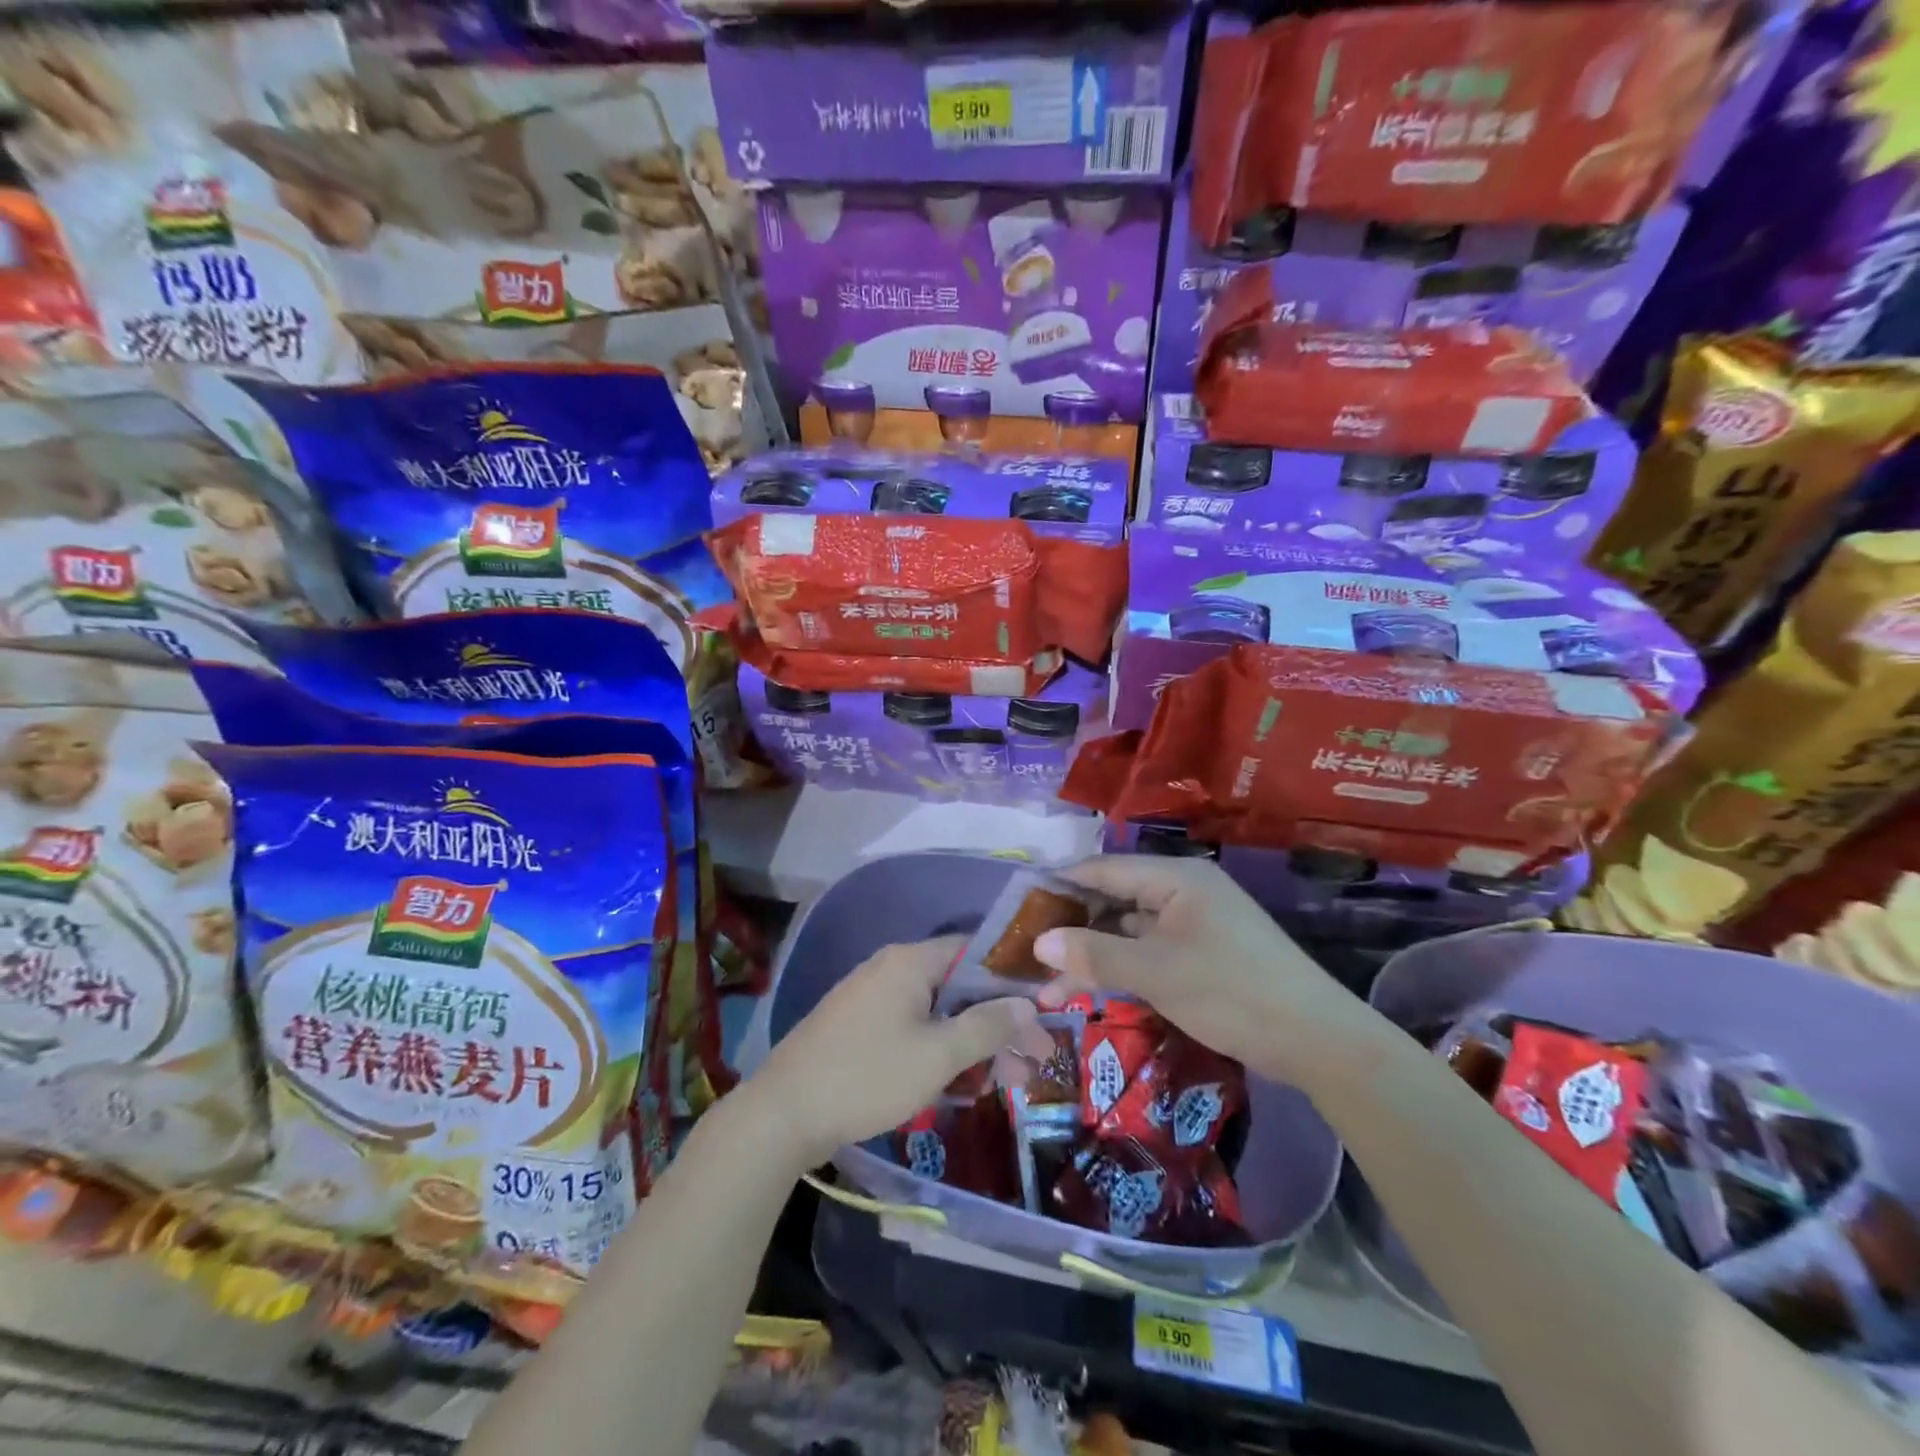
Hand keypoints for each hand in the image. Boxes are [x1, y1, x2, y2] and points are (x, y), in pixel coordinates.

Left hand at [754, 936, 1055, 1164]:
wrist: (782, 1115)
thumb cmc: (867, 1076)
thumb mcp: (938, 1055)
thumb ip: (987, 1026)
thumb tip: (1028, 1005)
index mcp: (911, 961)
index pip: (975, 951)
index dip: (1011, 980)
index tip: (1042, 1012)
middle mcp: (891, 969)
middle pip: (959, 987)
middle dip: (997, 1024)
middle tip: (1031, 1063)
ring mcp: (871, 998)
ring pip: (937, 1013)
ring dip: (971, 1044)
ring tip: (1003, 1084)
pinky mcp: (858, 1028)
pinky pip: (911, 1029)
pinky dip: (939, 1051)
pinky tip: (958, 1086)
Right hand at [1032, 856, 1391, 1088]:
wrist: (1318, 1041)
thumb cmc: (1232, 992)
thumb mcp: (1156, 973)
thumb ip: (1095, 955)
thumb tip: (1039, 943)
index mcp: (1176, 878)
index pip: (1103, 869)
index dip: (1060, 886)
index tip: (1019, 908)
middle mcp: (1183, 892)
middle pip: (1113, 901)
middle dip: (1072, 930)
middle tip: (1029, 957)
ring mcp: (1194, 925)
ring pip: (1129, 932)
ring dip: (1093, 956)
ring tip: (1049, 989)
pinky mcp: (1202, 954)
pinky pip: (1149, 952)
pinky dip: (1121, 969)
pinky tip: (1092, 991)